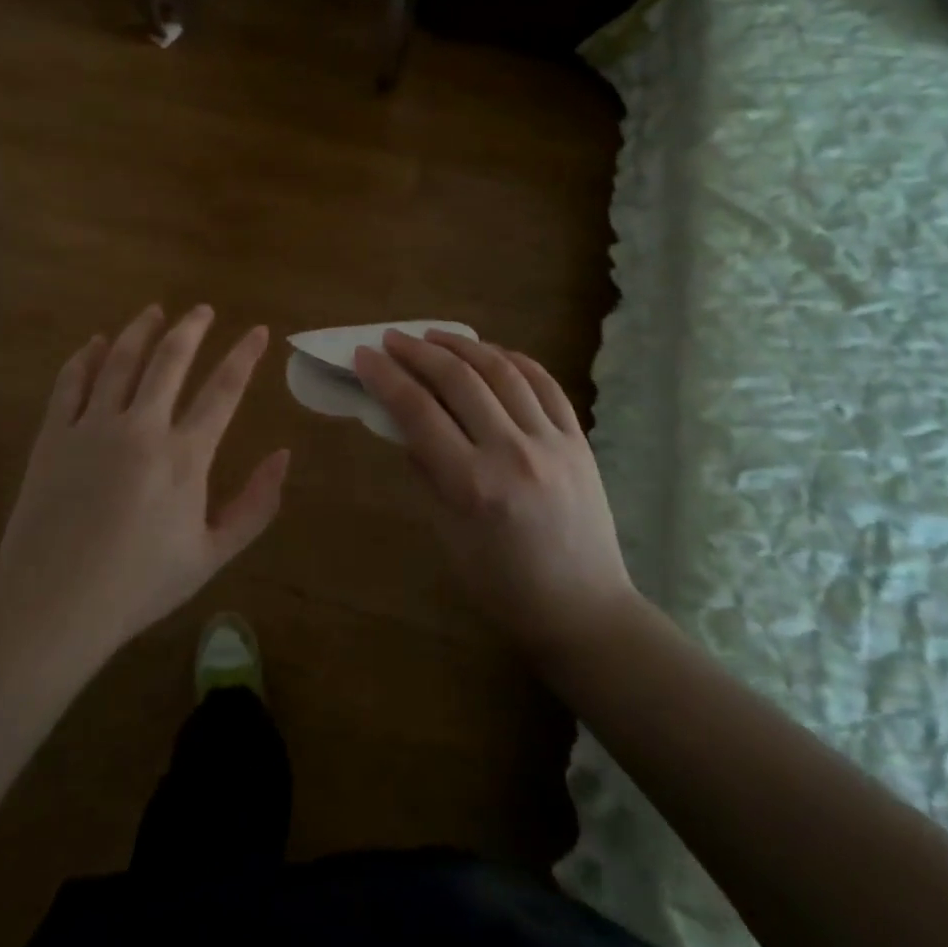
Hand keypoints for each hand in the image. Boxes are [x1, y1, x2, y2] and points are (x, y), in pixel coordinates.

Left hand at [0, 304, 289, 660]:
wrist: (51, 609)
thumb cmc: (139, 586)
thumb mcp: (212, 556)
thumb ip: (256, 505)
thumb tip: (284, 455)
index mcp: (184, 456)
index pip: (224, 389)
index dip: (244, 355)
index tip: (257, 330)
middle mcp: (140, 428)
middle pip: (170, 359)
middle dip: (191, 327)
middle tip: (202, 309)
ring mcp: (92, 428)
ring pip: (120, 360)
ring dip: (140, 329)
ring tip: (154, 311)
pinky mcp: (53, 436)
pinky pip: (71, 382)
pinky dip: (86, 356)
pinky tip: (96, 343)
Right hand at [353, 330, 635, 664]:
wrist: (583, 610)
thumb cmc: (503, 586)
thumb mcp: (448, 537)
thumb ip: (427, 473)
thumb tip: (405, 424)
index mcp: (472, 485)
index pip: (418, 412)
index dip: (386, 377)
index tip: (364, 356)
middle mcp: (512, 453)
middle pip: (458, 380)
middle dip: (418, 352)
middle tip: (393, 338)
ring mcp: (551, 442)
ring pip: (502, 371)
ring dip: (463, 346)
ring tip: (434, 336)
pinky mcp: (578, 440)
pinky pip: (544, 384)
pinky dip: (513, 360)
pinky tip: (491, 352)